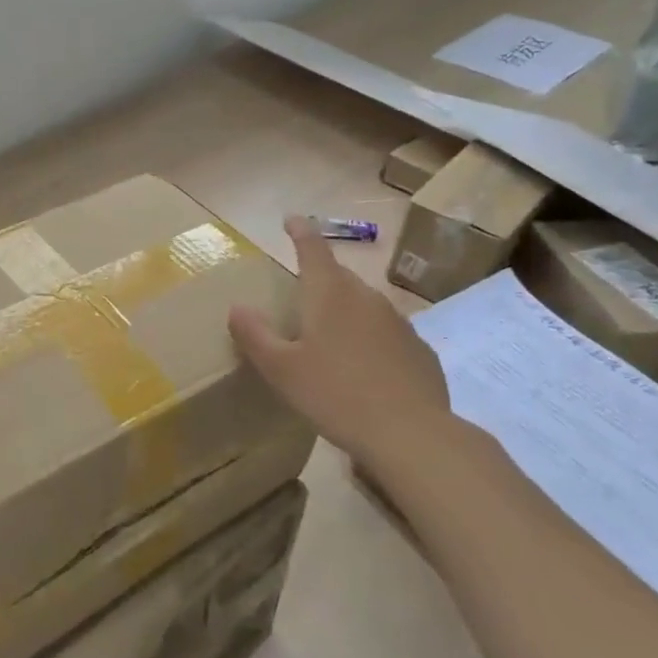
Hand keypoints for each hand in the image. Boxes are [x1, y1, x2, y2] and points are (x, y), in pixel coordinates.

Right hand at [229, 214, 452, 474]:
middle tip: (300, 303)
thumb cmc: (337, 395)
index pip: (312, 247)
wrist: (414, 437)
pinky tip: (365, 372)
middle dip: (319, 282)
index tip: (291, 219)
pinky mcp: (421, 351)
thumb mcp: (281, 370)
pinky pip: (387, 335)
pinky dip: (371, 341)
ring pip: (364, 306)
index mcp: (330, 293)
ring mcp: (399, 323)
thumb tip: (237, 307)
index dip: (300, 230)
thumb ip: (255, 335)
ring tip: (330, 343)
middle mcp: (366, 297)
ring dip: (345, 313)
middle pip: (339, 277)